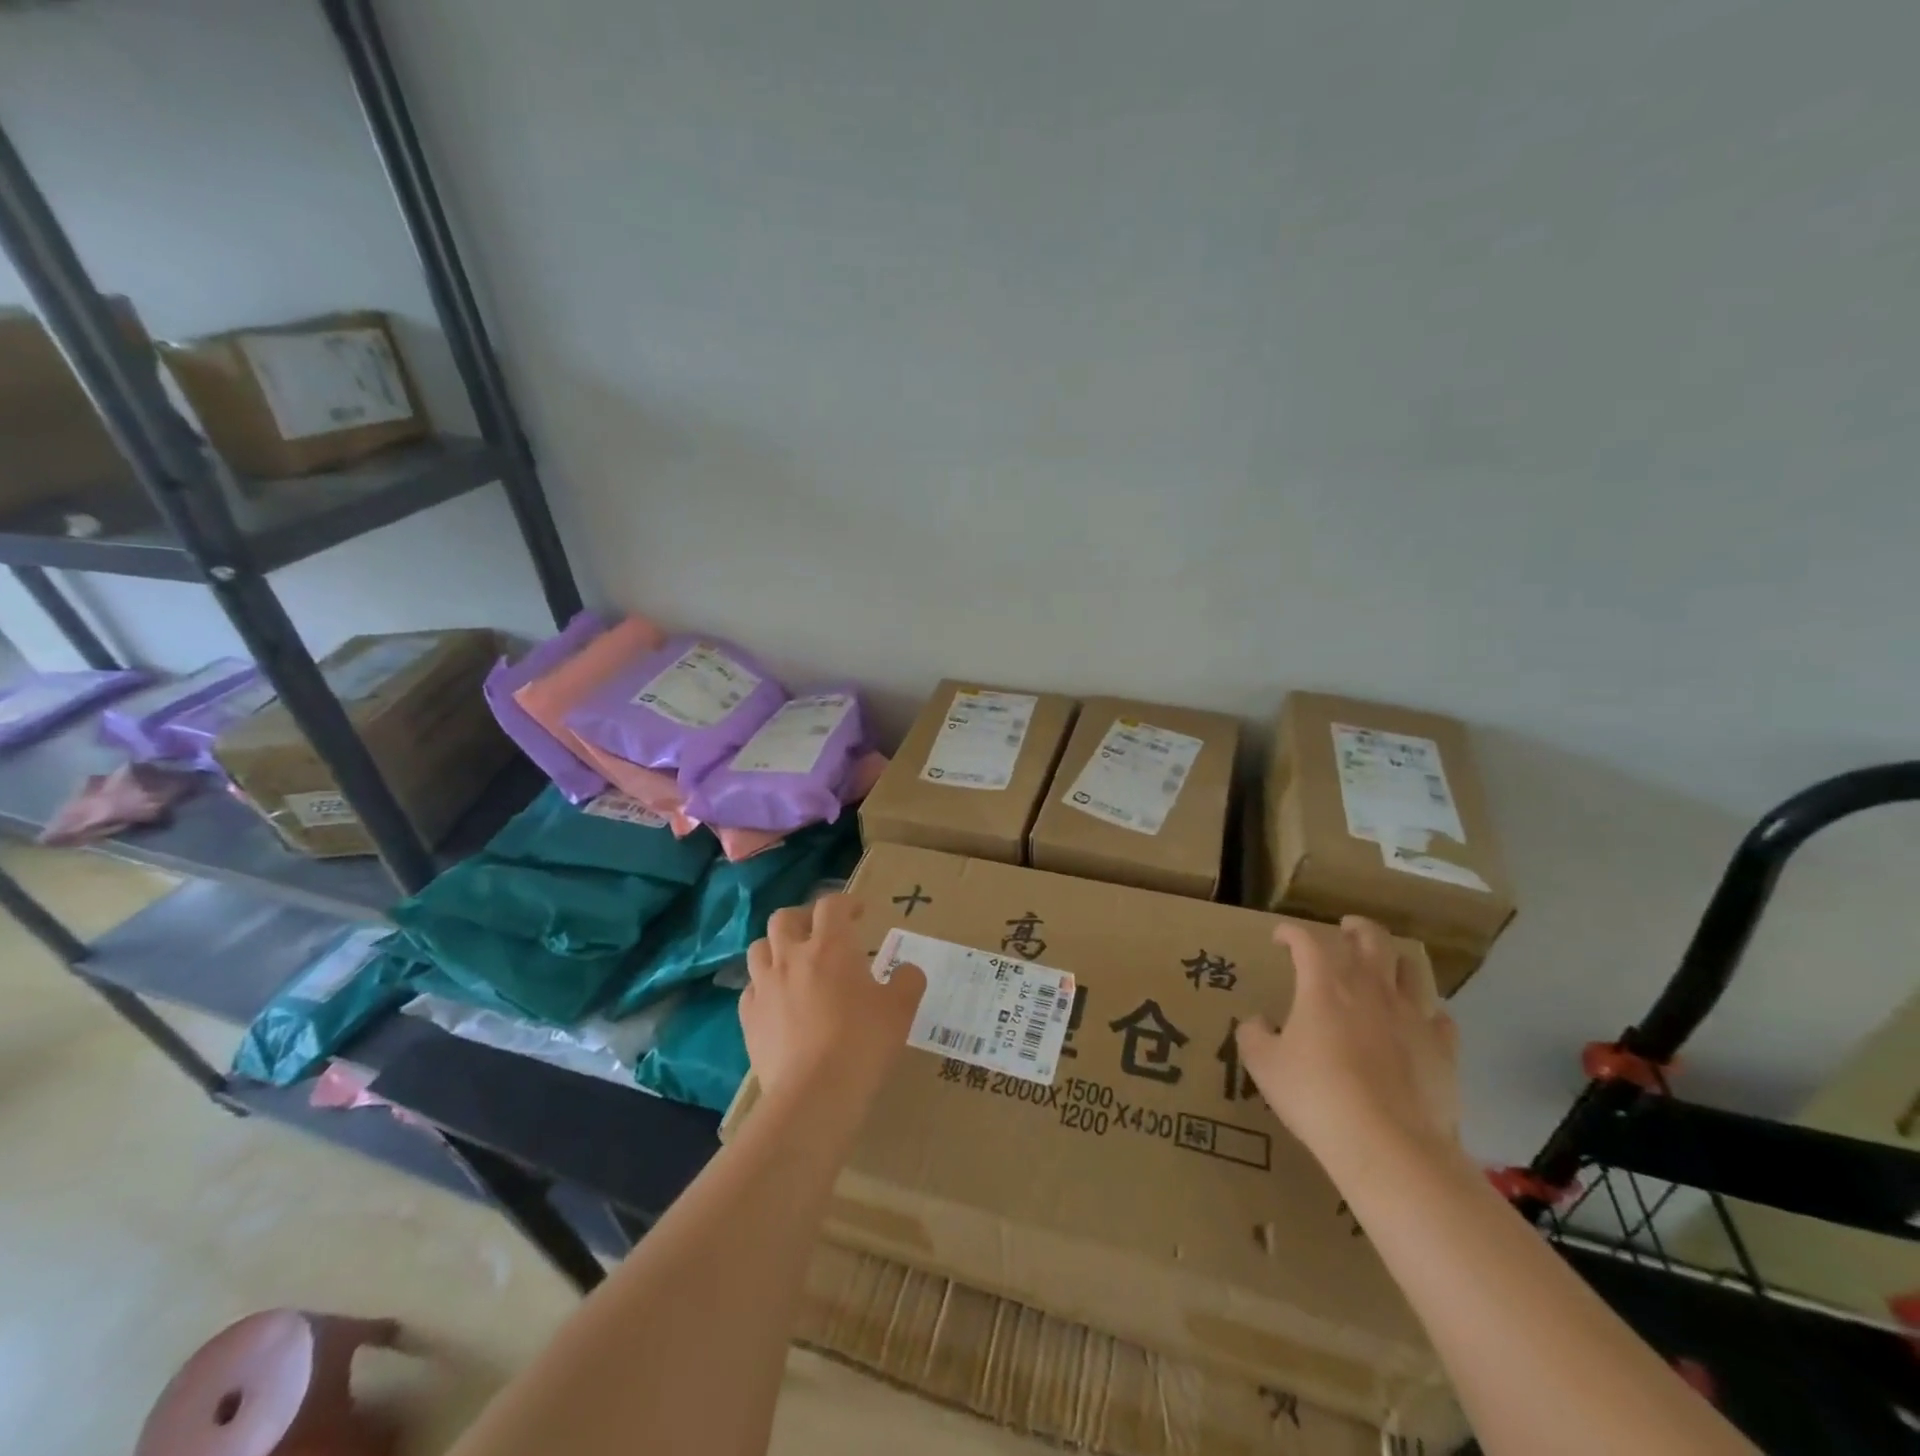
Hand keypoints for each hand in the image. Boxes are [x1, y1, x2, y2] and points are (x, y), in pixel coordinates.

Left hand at [740, 894, 925, 1104]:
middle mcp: (791, 957)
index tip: (858, 912)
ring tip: (793, 963)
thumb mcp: (901, 1009)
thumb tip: (907, 971)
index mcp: (830, 946)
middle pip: (784, 918)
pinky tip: (777, 1002)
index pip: (830, 905)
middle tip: (819, 932)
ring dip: (776, 948)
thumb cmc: (863, 1042)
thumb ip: (908, 981)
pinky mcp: (748, 1019)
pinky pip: (750, 990)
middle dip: (802, 918)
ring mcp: (764, 987)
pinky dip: (763, 987)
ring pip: (759, 949)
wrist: (814, 1095)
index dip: (845, 902)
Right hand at [1236, 916, 1462, 1174]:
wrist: (1388, 1146)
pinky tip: (1417, 1023)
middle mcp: (1371, 989)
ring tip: (1384, 969)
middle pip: (1372, 938)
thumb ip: (1253, 1035)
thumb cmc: (1316, 1096)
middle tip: (1345, 930)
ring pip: (1411, 969)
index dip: (1291, 933)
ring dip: (1394, 962)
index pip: (1307, 941)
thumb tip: (1256, 1022)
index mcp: (1324, 986)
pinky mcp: (1443, 1050)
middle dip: (1356, 928)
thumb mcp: (1264, 1065)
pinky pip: (1439, 1018)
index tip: (1280, 938)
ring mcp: (1413, 1017)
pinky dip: (1425, 1013)